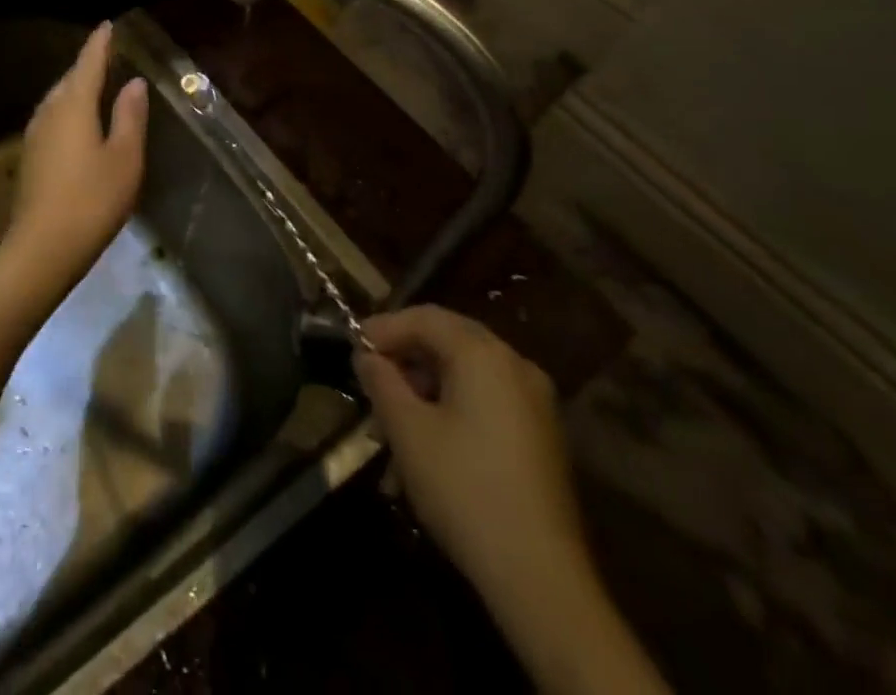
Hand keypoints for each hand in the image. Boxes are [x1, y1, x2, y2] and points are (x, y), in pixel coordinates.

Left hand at [1, 22, 147, 295]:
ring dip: (77, 88)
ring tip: (97, 85)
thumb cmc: (92, 199)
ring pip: (58, 99)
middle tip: (108, 55)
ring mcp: (35, 135)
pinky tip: (80, 124)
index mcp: (73, 105)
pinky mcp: (31, 157)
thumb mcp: (124, 158)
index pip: (88, 63)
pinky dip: (69, 111)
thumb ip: (129, 116)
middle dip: (88, 65)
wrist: (42, 248)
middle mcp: (49, 111)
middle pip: (70, 79)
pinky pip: (53, 118)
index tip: (108, 25)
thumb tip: (134, 83)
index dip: (100, 43)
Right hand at [356, 306, 669, 694]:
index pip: (425, 317)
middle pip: (450, 338)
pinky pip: (489, 396)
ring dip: (427, 379)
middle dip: (406, 352)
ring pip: (469, 369)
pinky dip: (454, 400)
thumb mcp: (406, 429)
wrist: (540, 577)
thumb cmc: (463, 488)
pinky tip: (430, 432)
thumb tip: (367, 356)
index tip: (352, 346)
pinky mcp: (542, 435)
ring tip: (394, 410)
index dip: (384, 327)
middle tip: (371, 373)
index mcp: (484, 354)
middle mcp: (516, 365)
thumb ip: (381, 380)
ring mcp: (536, 401)